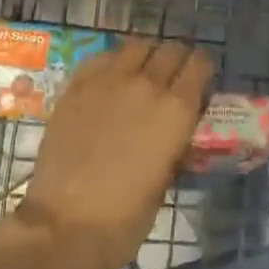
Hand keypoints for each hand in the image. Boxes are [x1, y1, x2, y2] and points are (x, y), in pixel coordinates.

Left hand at [14, 39, 212, 268]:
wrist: (66, 223)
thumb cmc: (126, 216)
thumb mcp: (166, 178)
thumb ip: (174, 143)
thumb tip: (174, 131)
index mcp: (177, 109)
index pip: (200, 64)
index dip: (202, 69)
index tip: (200, 79)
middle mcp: (148, 84)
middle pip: (171, 49)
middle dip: (177, 58)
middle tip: (173, 75)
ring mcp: (109, 81)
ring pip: (136, 45)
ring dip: (145, 55)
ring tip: (141, 71)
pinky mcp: (77, 87)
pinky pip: (101, 57)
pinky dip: (112, 61)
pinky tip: (109, 78)